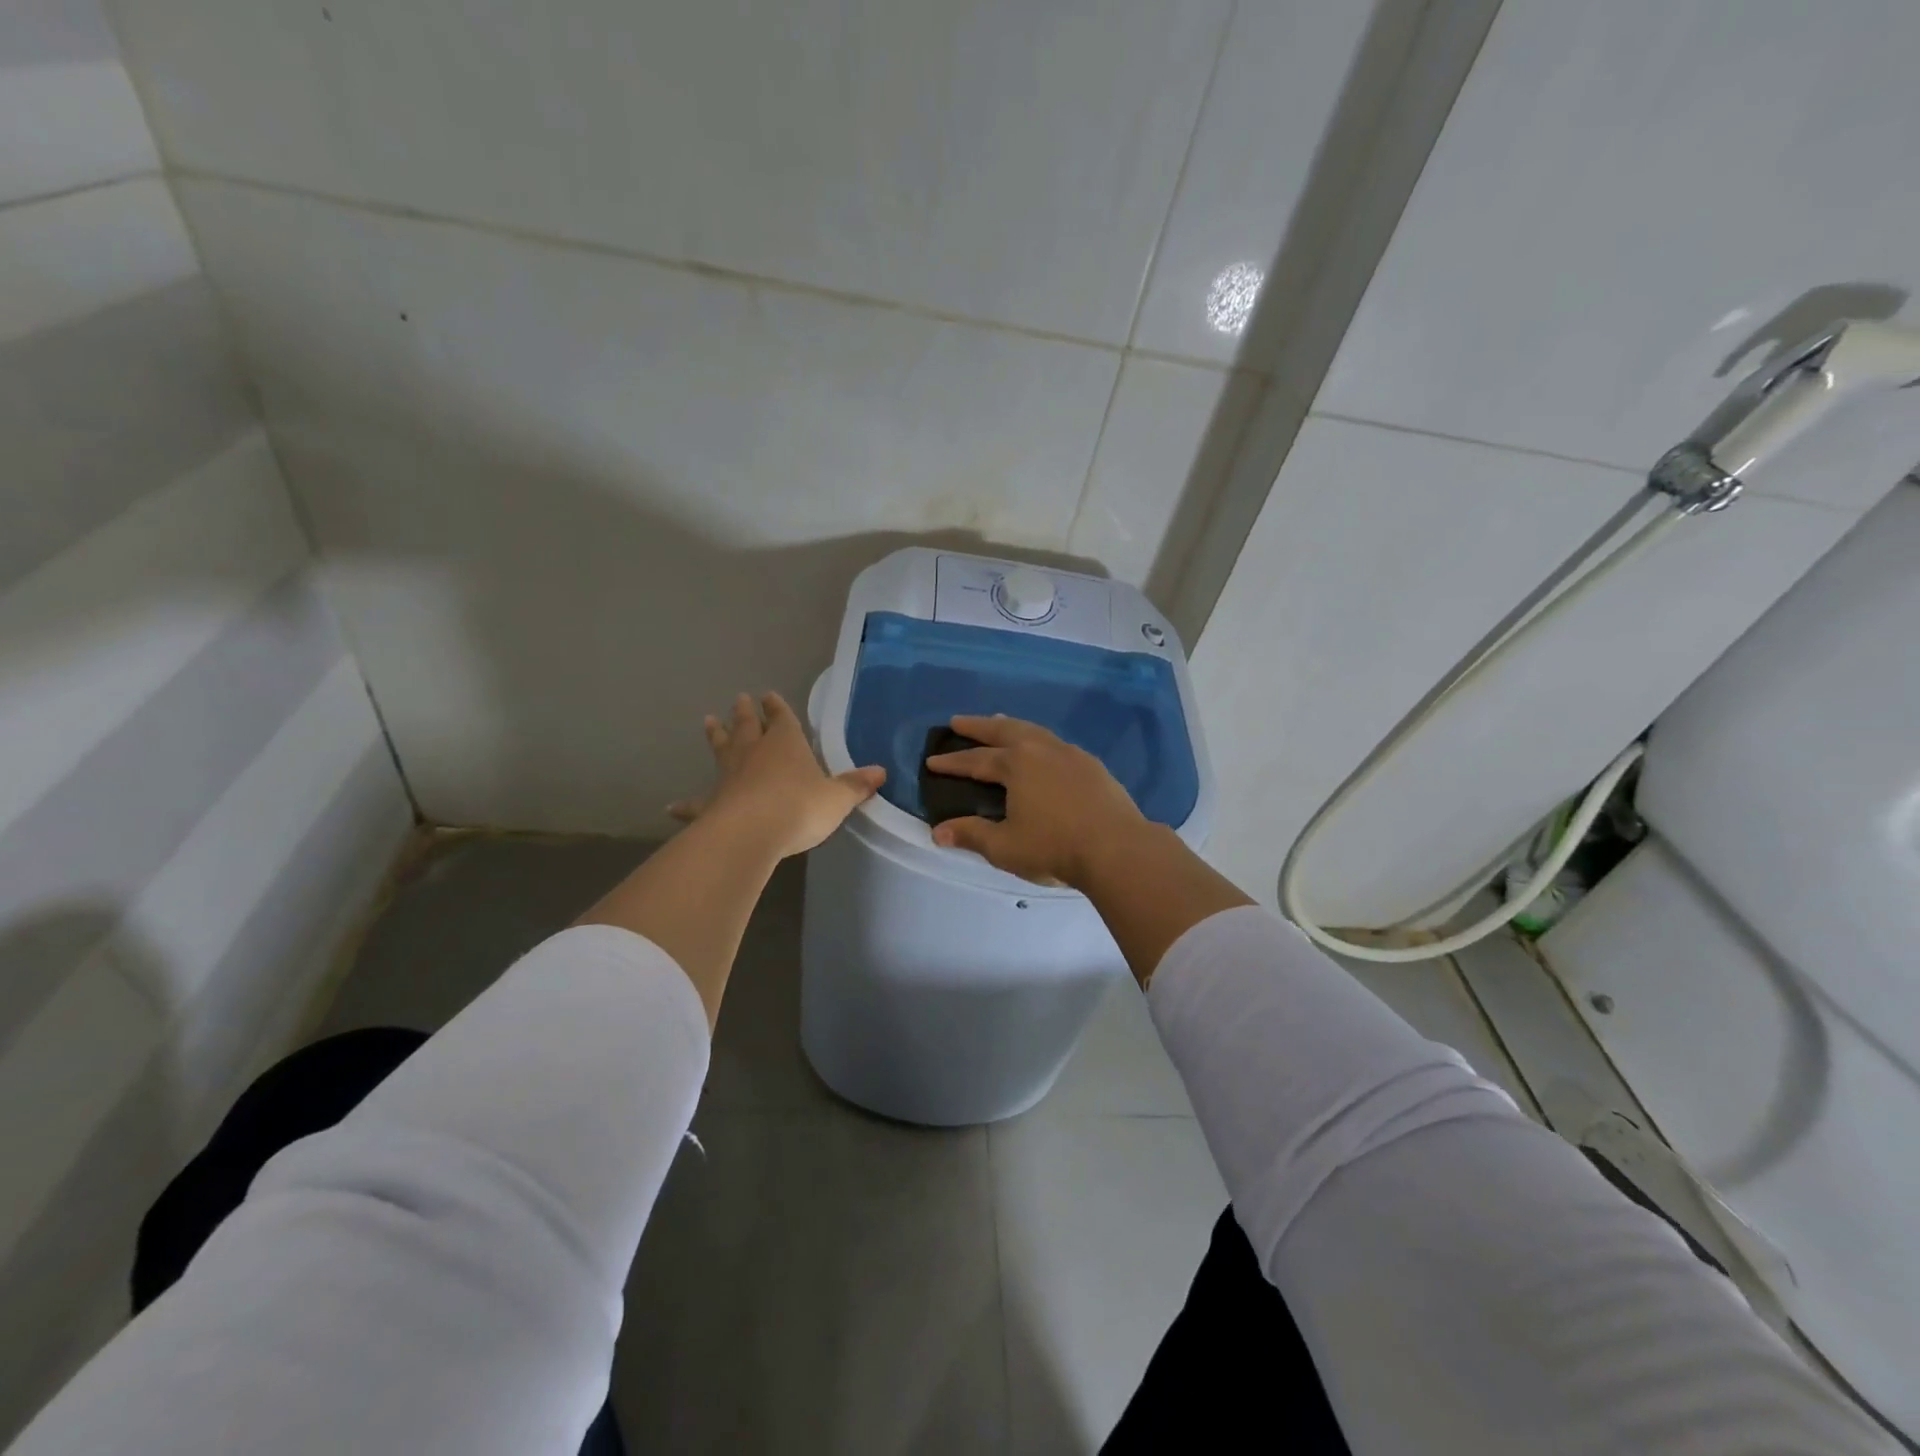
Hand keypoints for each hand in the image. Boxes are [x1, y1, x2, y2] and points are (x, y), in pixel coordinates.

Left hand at [669, 692, 885, 859]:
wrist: (752, 832)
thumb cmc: (800, 807)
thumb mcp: (837, 798)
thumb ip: (855, 786)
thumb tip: (881, 772)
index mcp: (786, 744)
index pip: (781, 718)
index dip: (777, 707)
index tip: (769, 695)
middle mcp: (754, 753)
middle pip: (747, 727)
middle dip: (745, 713)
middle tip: (739, 699)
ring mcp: (729, 777)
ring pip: (721, 750)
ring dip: (716, 736)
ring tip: (708, 721)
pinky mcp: (711, 804)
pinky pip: (697, 802)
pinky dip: (686, 805)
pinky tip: (672, 807)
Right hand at [925, 715, 1149, 886]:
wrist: (1117, 848)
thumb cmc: (1054, 847)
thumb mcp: (1005, 846)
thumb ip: (971, 835)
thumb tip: (938, 831)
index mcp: (1016, 765)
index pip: (975, 760)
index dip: (952, 762)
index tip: (932, 760)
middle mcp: (1041, 750)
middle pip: (1003, 731)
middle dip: (978, 726)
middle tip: (958, 721)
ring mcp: (1070, 754)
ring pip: (1033, 731)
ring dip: (1011, 726)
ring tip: (999, 723)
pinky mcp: (1092, 765)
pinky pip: (1056, 743)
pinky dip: (1038, 739)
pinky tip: (1042, 750)